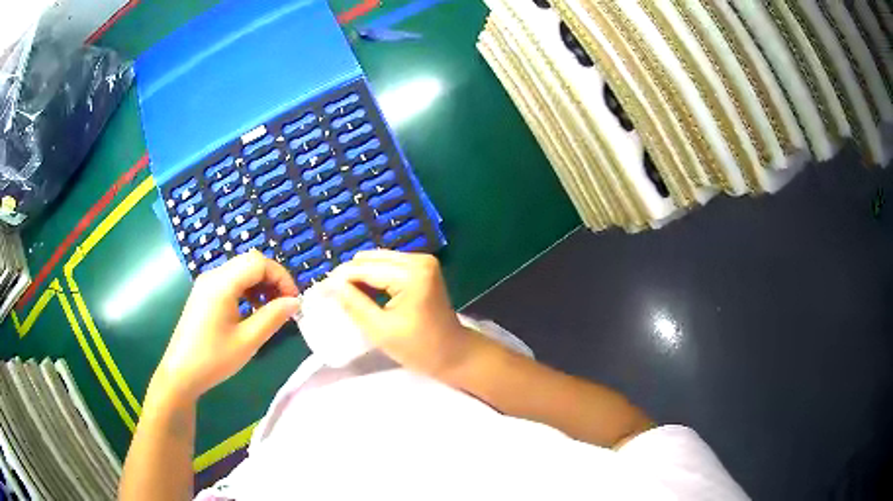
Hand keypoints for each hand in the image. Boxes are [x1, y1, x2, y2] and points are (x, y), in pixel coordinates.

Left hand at [150, 250, 300, 401]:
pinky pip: (231, 281)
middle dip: (272, 278)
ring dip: (260, 284)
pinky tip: (251, 311)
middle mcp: (213, 276)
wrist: (180, 373)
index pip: (258, 262)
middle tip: (285, 304)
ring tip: (270, 309)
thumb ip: (273, 317)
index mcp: (221, 283)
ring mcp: (206, 284)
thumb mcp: (247, 341)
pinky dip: (247, 289)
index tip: (293, 300)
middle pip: (250, 262)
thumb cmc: (213, 359)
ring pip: (241, 270)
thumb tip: (295, 302)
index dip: (281, 276)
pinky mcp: (204, 294)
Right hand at [330, 250, 480, 376]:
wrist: (454, 354)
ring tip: (346, 296)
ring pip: (378, 260)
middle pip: (370, 259)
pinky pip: (389, 266)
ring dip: (361, 276)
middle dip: (349, 276)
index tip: (318, 290)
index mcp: (411, 274)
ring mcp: (423, 261)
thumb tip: (330, 285)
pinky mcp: (423, 268)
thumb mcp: (380, 330)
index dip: (338, 279)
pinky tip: (365, 293)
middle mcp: (418, 259)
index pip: (364, 269)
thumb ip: (354, 304)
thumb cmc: (419, 348)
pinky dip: (374, 277)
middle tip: (331, 296)